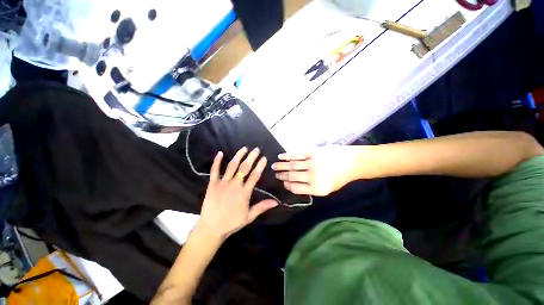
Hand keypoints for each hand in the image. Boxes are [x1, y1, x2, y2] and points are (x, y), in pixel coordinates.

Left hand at [197, 147, 278, 240]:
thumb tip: (276, 202)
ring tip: (244, 148)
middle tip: (256, 149)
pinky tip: (220, 153)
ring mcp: (223, 183)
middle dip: (251, 157)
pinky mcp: (212, 184)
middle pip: (244, 168)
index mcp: (244, 193)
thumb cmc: (231, 222)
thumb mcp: (249, 216)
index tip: (264, 158)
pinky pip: (214, 171)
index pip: (254, 176)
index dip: (260, 166)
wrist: (211, 228)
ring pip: (232, 166)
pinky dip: (217, 161)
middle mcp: (234, 185)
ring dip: (238, 156)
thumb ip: (262, 207)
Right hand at [272, 145, 356, 195]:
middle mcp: (313, 176)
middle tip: (275, 174)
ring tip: (274, 166)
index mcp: (317, 189)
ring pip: (292, 165)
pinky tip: (280, 156)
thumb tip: (293, 184)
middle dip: (282, 175)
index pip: (296, 188)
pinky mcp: (312, 152)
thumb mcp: (326, 189)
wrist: (351, 162)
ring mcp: (312, 163)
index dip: (287, 185)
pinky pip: (296, 154)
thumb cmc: (339, 177)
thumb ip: (310, 188)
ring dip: (281, 165)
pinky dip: (287, 155)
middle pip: (292, 176)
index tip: (282, 182)